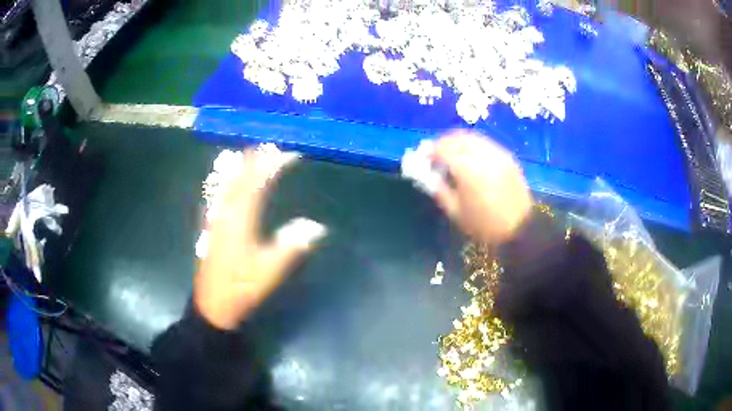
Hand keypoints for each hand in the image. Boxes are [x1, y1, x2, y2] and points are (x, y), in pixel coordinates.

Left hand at [194, 147, 326, 329]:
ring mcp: (214, 216)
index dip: (274, 163)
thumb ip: (292, 246)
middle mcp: (224, 211)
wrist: (212, 304)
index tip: (292, 155)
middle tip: (276, 149)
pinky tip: (230, 178)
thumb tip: (317, 226)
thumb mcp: (269, 270)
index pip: (257, 180)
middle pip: (239, 174)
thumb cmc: (241, 287)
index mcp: (240, 218)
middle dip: (257, 157)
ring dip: (242, 164)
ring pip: (226, 180)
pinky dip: (228, 178)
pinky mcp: (210, 224)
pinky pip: (218, 191)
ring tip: (256, 155)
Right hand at [431, 131, 532, 243]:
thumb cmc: (485, 225)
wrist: (521, 228)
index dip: (429, 151)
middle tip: (434, 152)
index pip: (443, 150)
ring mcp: (497, 153)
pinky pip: (485, 142)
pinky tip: (469, 155)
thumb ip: (439, 190)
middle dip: (442, 142)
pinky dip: (472, 144)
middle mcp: (483, 156)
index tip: (422, 157)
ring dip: (457, 140)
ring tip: (450, 151)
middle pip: (457, 138)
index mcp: (468, 171)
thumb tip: (428, 175)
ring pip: (472, 137)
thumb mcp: (456, 212)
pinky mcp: (507, 156)